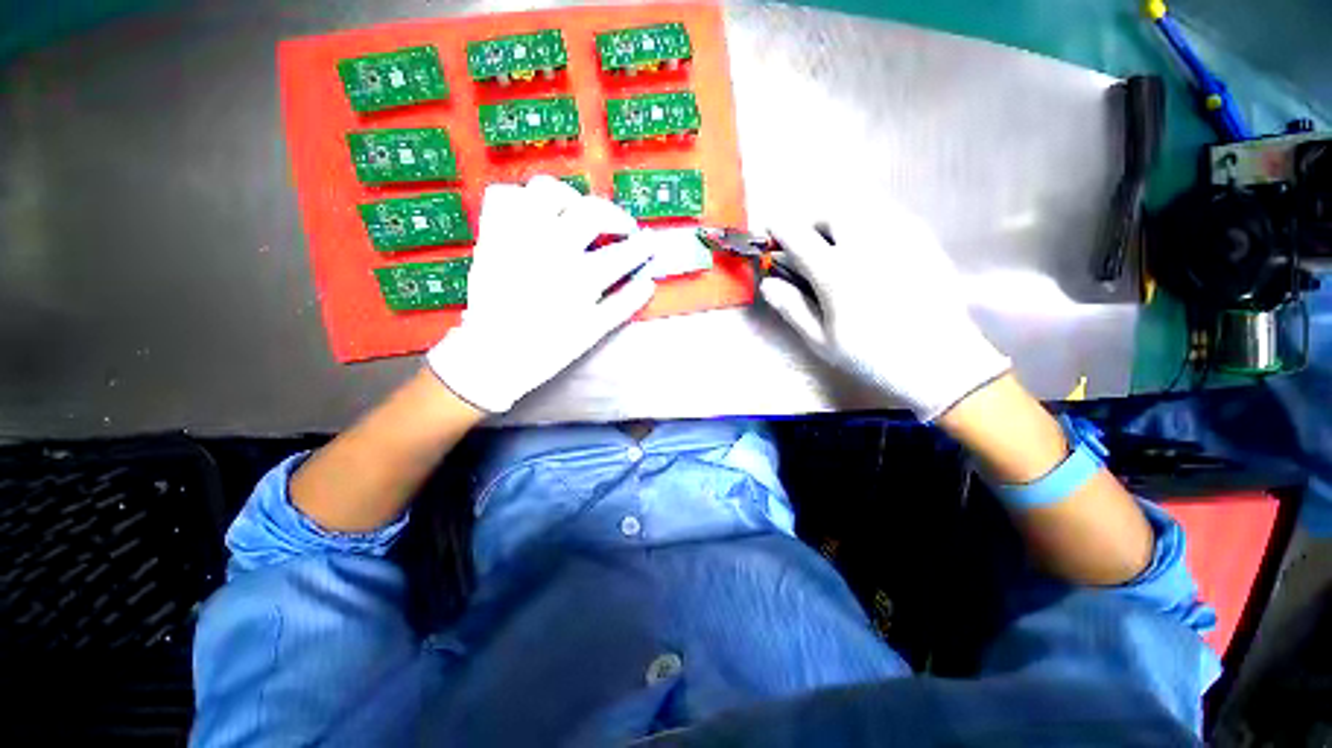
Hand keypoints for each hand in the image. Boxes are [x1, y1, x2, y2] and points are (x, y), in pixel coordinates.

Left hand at [427, 176, 656, 412]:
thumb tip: (648, 282)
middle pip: (591, 210)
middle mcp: (551, 248)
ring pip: (547, 189)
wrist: (493, 356)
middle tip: (622, 228)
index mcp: (580, 277)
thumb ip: (624, 304)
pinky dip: (522, 198)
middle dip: (615, 216)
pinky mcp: (492, 235)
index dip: (642, 245)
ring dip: (571, 199)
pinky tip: (535, 216)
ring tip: (578, 215)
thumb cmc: (548, 348)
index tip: (650, 241)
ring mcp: (517, 236)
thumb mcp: (594, 331)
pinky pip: (504, 195)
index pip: (623, 251)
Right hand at [760, 198, 1009, 420]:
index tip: (768, 231)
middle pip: (831, 209)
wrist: (940, 362)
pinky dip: (867, 221)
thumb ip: (791, 307)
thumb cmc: (873, 357)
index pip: (798, 235)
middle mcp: (867, 245)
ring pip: (862, 205)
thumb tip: (767, 283)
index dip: (778, 229)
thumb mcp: (821, 341)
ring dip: (838, 216)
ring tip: (834, 242)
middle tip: (805, 240)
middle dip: (810, 219)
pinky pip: (888, 214)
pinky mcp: (923, 240)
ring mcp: (900, 237)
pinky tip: (867, 248)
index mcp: (837, 273)